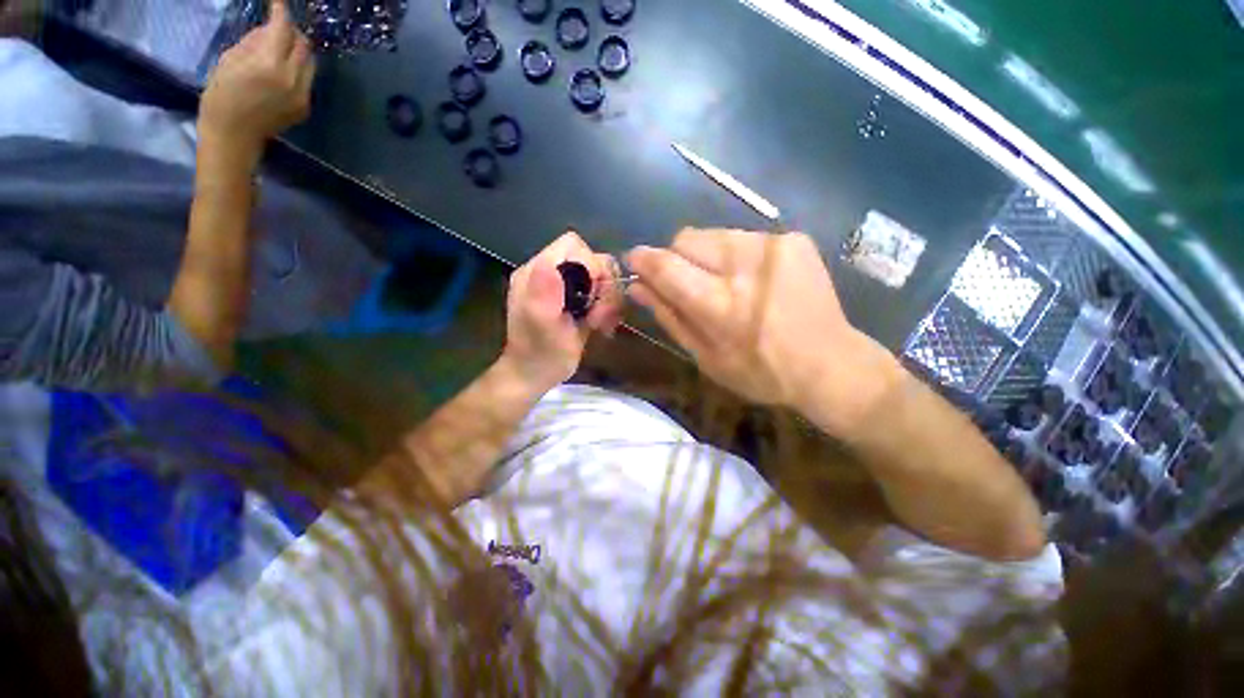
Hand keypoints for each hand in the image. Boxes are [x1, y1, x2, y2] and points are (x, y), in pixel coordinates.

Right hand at [200, 0, 313, 163]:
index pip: (283, 29)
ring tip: (277, 50)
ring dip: (297, 50)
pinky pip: (307, 80)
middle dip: (292, 32)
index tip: (278, 3)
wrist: (234, 135)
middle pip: (304, 45)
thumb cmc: (222, 96)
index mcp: (270, 65)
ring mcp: (303, 95)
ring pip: (309, 63)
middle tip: (277, 28)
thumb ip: (255, 42)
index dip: (281, 12)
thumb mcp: (230, 60)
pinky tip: (280, 73)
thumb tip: (270, 30)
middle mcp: (293, 79)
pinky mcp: (306, 107)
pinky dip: (297, 69)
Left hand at [500, 232, 623, 392]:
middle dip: (603, 286)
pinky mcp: (578, 301)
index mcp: (537, 272)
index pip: (573, 246)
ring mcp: (566, 288)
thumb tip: (548, 265)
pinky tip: (602, 327)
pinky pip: (603, 293)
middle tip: (597, 315)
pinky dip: (609, 308)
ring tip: (600, 323)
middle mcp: (552, 273)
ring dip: (609, 300)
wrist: (537, 375)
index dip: (590, 265)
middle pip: (593, 259)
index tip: (590, 296)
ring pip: (603, 277)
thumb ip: (542, 296)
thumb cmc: (539, 354)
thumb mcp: (539, 328)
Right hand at [627, 229, 902, 436]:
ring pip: (713, 234)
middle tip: (689, 284)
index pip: (667, 266)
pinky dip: (735, 256)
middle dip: (677, 258)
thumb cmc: (760, 373)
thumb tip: (638, 287)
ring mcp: (773, 247)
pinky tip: (752, 281)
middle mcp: (745, 266)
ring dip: (706, 256)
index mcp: (720, 304)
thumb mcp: (706, 357)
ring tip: (724, 284)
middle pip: (686, 238)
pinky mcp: (792, 239)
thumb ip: (670, 318)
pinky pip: (743, 237)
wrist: (831, 365)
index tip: (634, 261)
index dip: (644, 260)